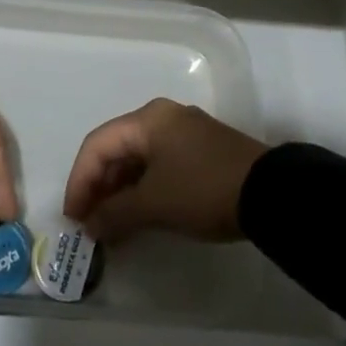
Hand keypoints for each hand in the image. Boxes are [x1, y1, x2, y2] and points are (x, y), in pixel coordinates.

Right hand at [61, 98, 267, 242]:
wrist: (272, 194)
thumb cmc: (203, 190)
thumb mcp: (154, 204)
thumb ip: (115, 213)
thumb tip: (91, 226)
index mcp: (147, 120)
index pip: (97, 145)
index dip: (79, 181)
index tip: (74, 217)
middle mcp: (163, 118)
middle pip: (117, 149)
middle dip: (99, 187)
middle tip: (90, 224)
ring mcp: (185, 134)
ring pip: (138, 160)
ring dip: (120, 192)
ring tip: (111, 226)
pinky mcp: (202, 152)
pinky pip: (159, 166)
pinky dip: (143, 190)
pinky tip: (139, 216)